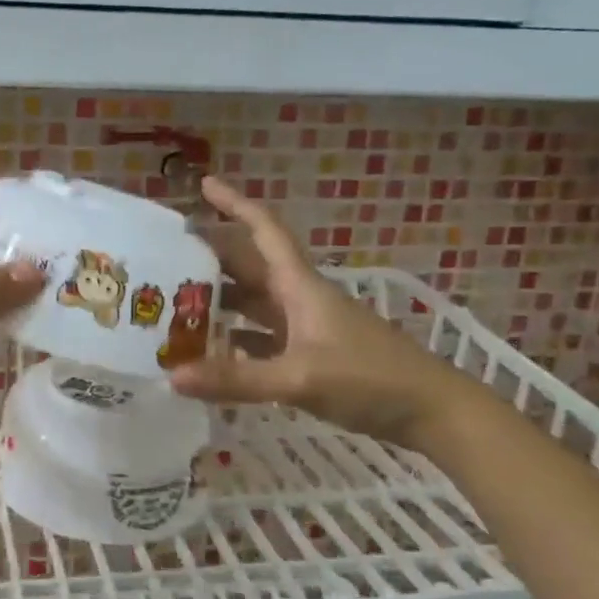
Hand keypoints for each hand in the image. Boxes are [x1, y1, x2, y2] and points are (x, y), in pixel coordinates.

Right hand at [168, 178, 475, 450]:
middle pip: (250, 266)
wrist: (431, 412)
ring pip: (253, 303)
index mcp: (299, 286)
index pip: (264, 230)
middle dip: (213, 256)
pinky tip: (211, 352)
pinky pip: (261, 337)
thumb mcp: (300, 378)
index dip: (235, 204)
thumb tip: (172, 376)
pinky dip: (235, 339)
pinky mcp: (310, 355)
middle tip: (167, 255)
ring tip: (176, 302)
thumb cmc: (370, 379)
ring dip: (220, 300)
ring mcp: (305, 327)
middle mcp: (299, 298)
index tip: (203, 186)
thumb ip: (237, 379)